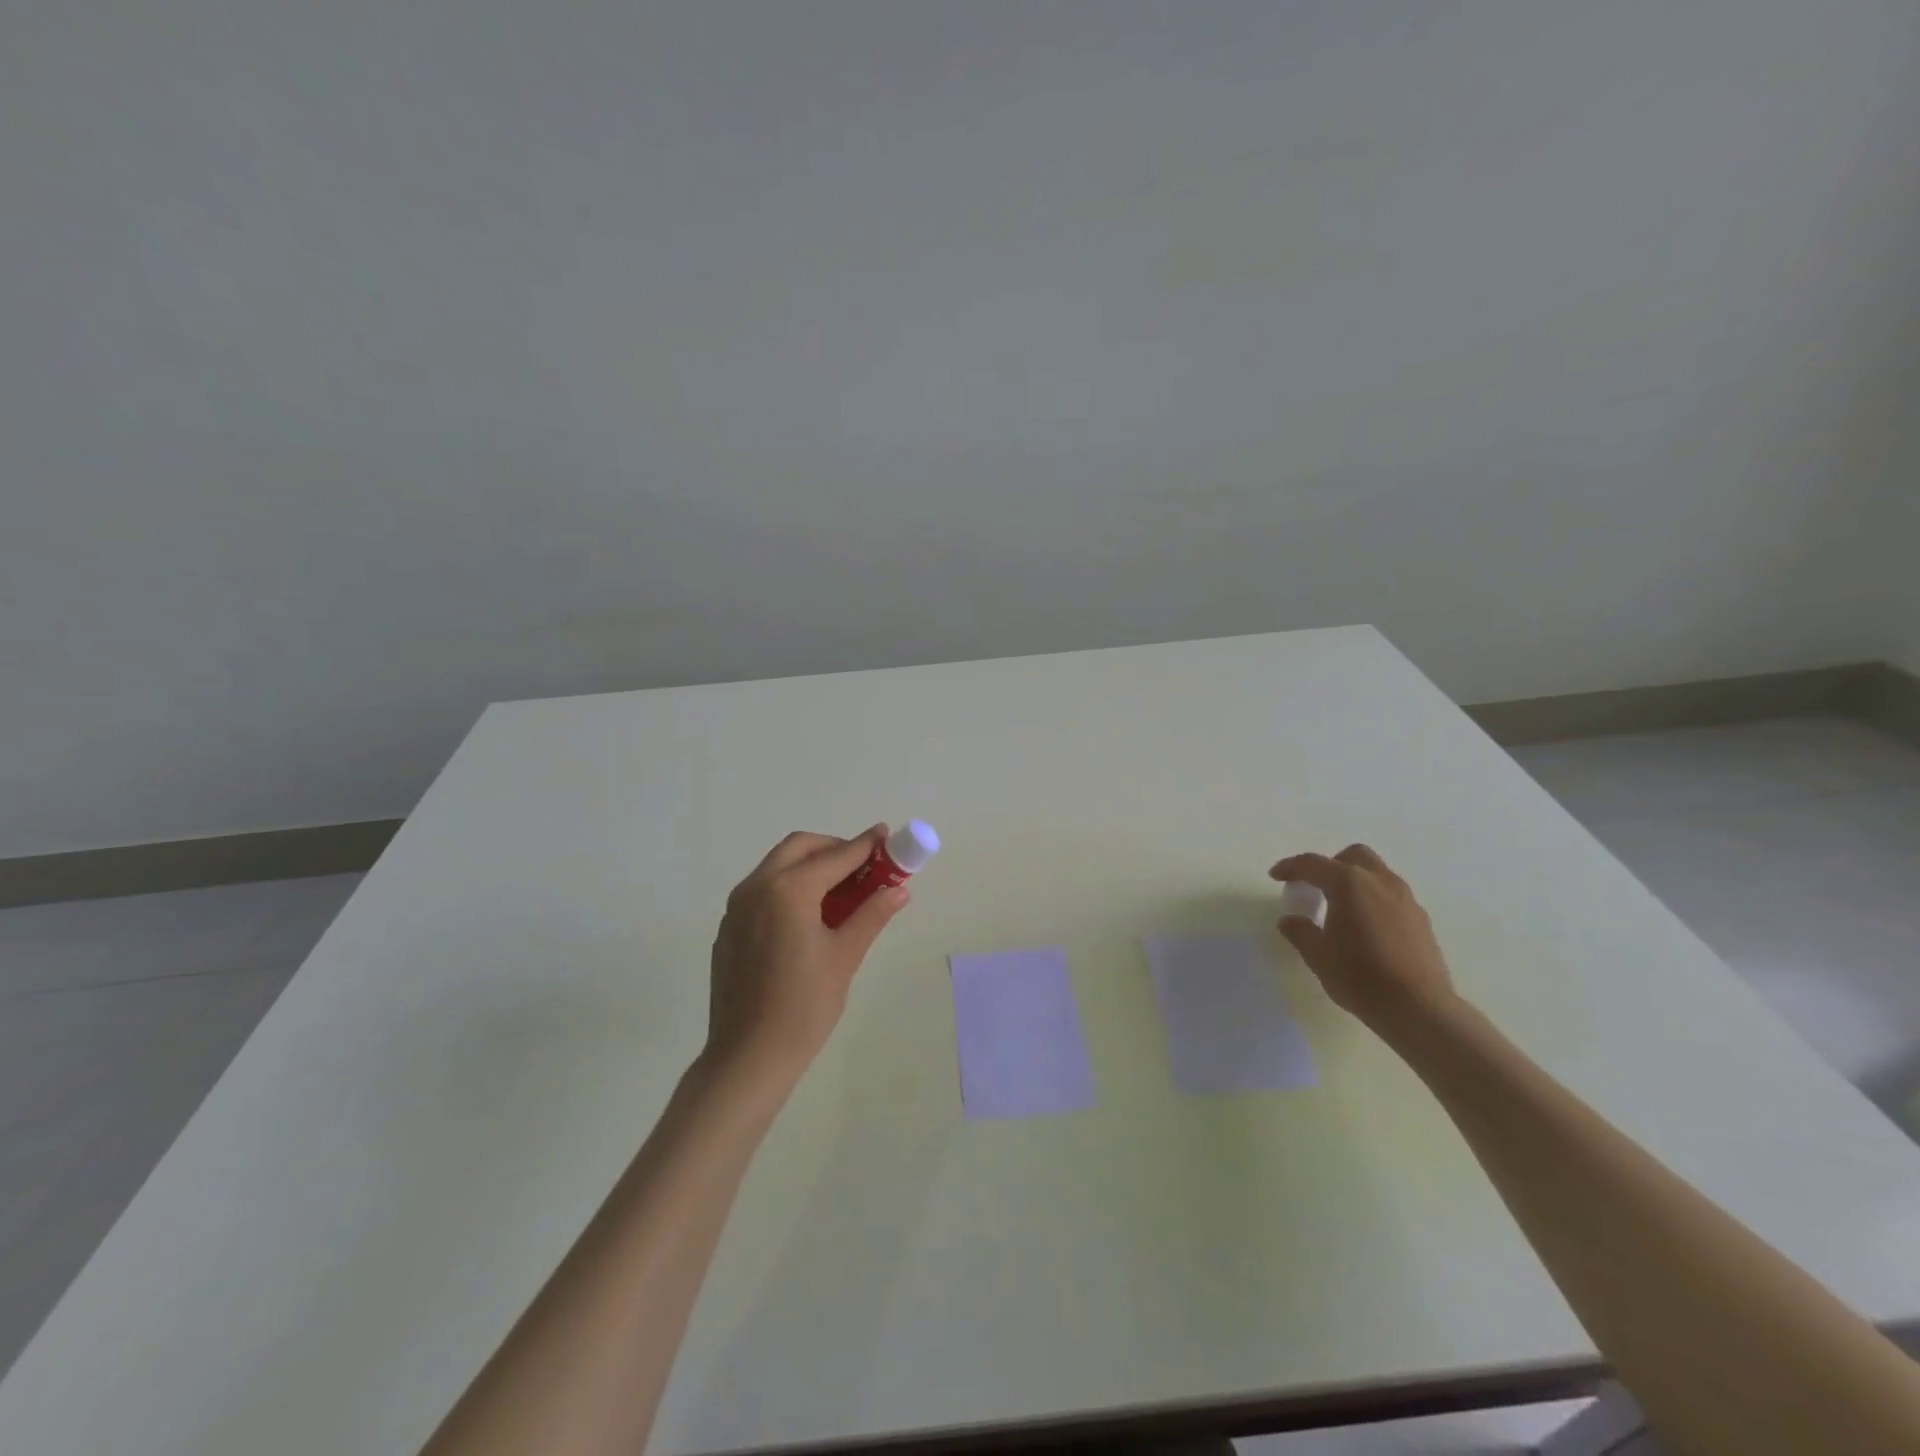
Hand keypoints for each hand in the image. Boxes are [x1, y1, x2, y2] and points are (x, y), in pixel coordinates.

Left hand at [703, 826, 909, 1102]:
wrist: (747, 1057)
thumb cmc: (804, 1007)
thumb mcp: (845, 957)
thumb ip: (872, 915)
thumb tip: (899, 889)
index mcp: (789, 890)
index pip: (836, 856)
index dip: (865, 845)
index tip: (886, 836)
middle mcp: (757, 887)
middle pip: (800, 848)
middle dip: (834, 848)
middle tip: (864, 866)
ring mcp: (737, 907)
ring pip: (778, 866)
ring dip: (811, 865)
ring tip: (842, 891)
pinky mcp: (729, 928)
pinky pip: (763, 890)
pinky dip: (790, 886)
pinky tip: (809, 916)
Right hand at [1269, 844, 1456, 1035]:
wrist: (1419, 1008)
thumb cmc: (1359, 976)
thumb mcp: (1318, 955)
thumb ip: (1301, 932)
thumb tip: (1290, 921)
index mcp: (1349, 883)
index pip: (1313, 864)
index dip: (1290, 867)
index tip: (1276, 876)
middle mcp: (1380, 882)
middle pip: (1353, 856)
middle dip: (1331, 865)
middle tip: (1315, 887)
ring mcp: (1406, 899)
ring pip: (1377, 874)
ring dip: (1356, 882)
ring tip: (1342, 909)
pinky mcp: (1421, 920)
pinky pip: (1392, 896)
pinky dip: (1374, 900)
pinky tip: (1367, 928)